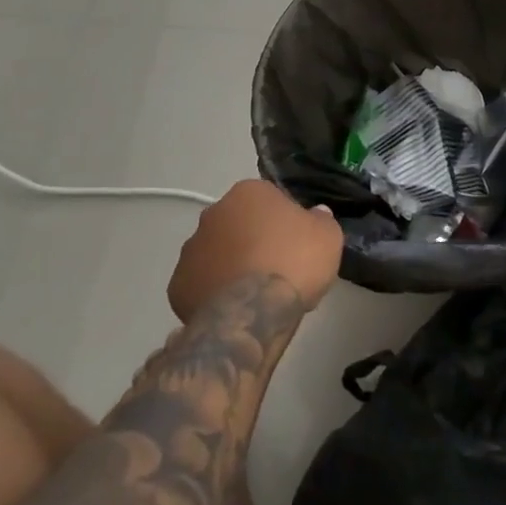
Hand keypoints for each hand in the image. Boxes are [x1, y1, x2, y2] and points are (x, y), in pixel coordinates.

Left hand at [168, 180, 344, 322]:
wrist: (253, 312)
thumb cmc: (294, 262)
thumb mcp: (328, 236)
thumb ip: (320, 220)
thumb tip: (316, 215)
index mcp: (248, 192)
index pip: (269, 200)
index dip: (284, 222)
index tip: (296, 245)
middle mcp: (214, 212)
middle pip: (238, 224)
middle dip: (251, 241)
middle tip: (275, 267)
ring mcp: (191, 249)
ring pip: (216, 253)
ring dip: (230, 266)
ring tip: (253, 294)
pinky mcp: (177, 285)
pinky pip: (200, 284)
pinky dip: (212, 293)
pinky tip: (232, 310)